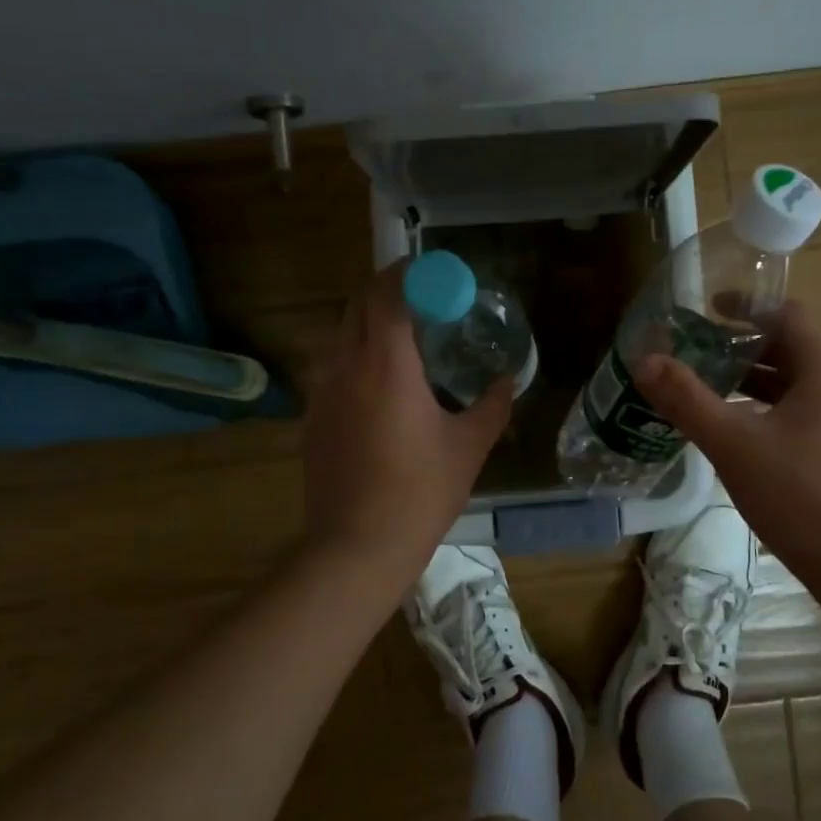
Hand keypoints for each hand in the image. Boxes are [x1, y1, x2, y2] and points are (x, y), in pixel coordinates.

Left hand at [301, 262, 513, 578]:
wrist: (356, 547)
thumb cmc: (420, 492)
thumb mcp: (469, 446)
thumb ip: (492, 406)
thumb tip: (508, 380)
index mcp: (386, 364)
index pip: (388, 293)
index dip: (410, 274)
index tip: (434, 273)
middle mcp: (346, 366)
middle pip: (358, 305)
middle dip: (387, 291)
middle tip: (422, 299)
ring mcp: (322, 392)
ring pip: (341, 335)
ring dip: (369, 323)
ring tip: (402, 340)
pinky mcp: (311, 418)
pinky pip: (332, 368)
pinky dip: (355, 357)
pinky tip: (377, 388)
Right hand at [634, 303, 820, 576]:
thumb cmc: (803, 496)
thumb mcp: (734, 444)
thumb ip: (687, 399)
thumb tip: (645, 360)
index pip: (786, 314)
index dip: (745, 307)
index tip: (704, 312)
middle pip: (788, 349)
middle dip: (739, 347)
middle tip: (692, 353)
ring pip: (792, 386)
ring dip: (749, 382)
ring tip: (703, 391)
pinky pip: (798, 415)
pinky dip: (763, 411)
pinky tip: (733, 435)